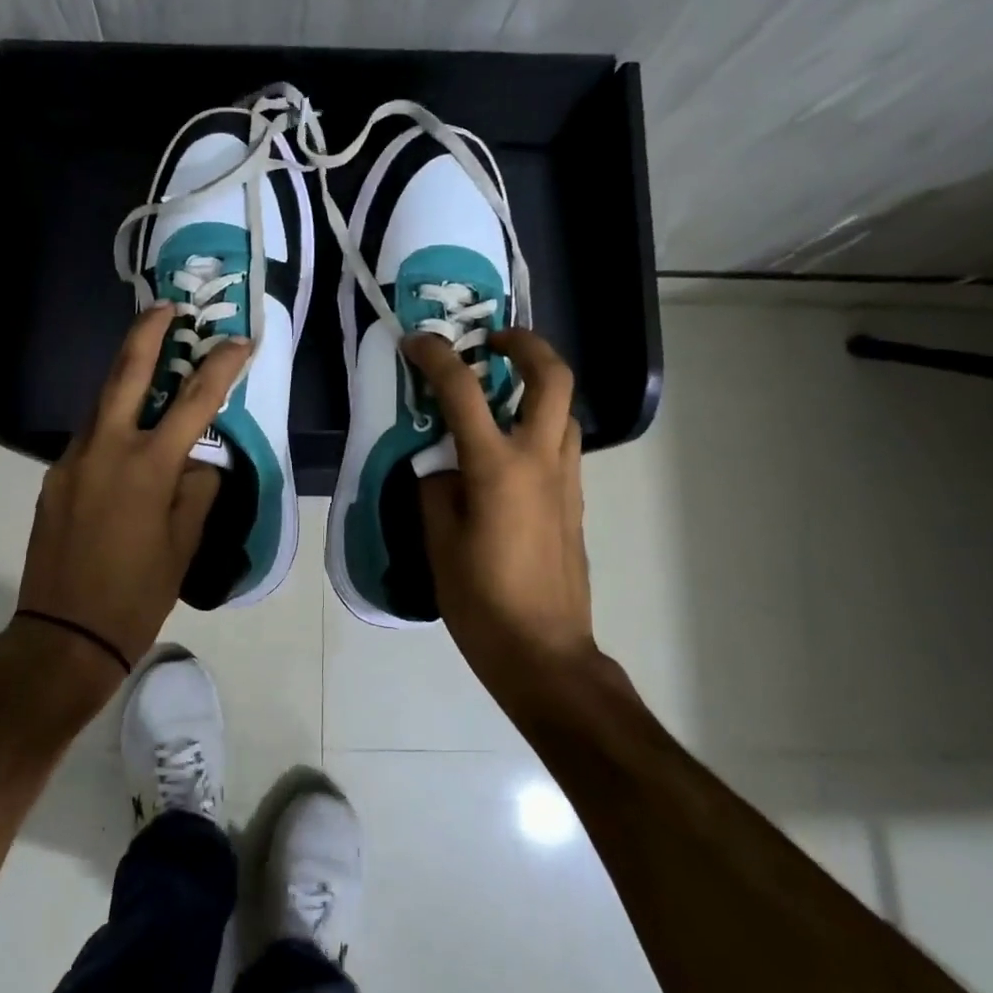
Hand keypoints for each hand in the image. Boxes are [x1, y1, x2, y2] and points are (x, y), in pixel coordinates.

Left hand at [16, 305, 248, 671]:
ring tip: (151, 365)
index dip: (220, 367)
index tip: (240, 341)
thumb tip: (199, 464)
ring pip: (102, 404)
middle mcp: (105, 450)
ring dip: (127, 378)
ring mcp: (72, 461)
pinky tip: (128, 440)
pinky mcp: (55, 478)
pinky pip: (90, 439)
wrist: (64, 635)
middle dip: (148, 334)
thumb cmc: (136, 594)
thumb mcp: (183, 545)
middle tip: (166, 307)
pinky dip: (113, 425)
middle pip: (126, 374)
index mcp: (147, 467)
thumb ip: (196, 492)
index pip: (194, 402)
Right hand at [405, 328, 607, 688]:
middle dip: (525, 344)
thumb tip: (439, 463)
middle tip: (492, 341)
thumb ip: (436, 489)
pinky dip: (538, 423)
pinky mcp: (574, 500)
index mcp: (497, 468)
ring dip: (536, 384)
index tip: (418, 342)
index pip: (464, 392)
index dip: (437, 357)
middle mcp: (540, 461)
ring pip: (564, 408)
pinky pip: (561, 443)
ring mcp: (565, 479)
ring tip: (499, 392)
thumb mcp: (438, 542)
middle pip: (552, 377)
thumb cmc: (481, 601)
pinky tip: (507, 448)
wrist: (544, 652)